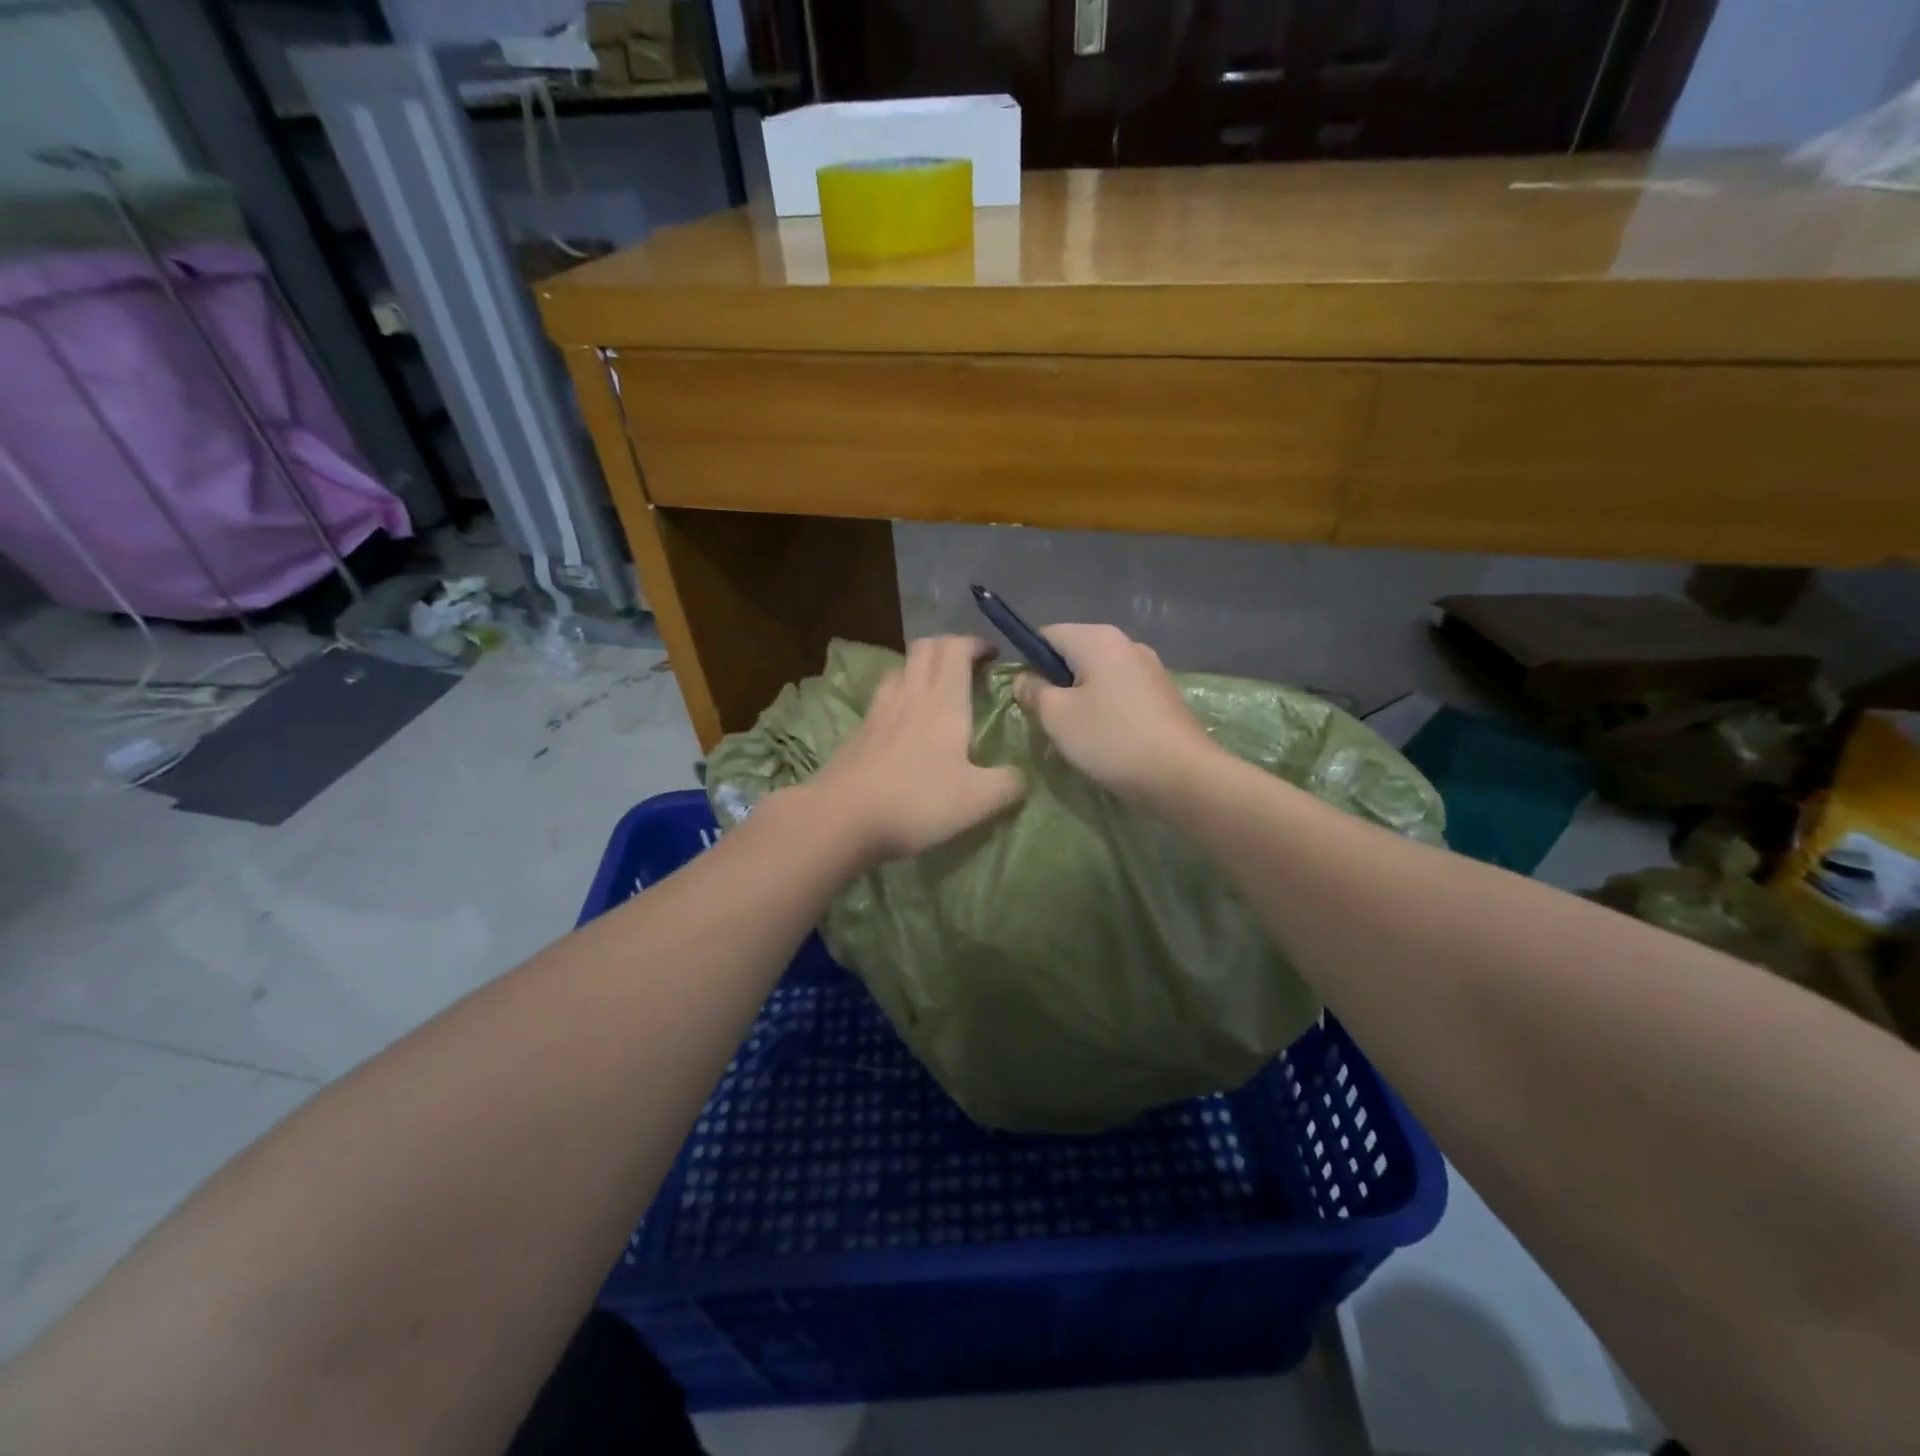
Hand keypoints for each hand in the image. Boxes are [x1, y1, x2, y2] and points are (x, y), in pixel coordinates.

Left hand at [804, 635, 1024, 866]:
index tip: (992, 656)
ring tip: (936, 692)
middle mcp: (910, 694)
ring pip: (901, 669)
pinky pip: (883, 697)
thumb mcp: (978, 800)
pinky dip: (899, 697)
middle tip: (967, 667)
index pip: (956, 648)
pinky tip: (905, 725)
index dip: (975, 643)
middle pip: (925, 648)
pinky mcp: (858, 731)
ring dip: (921, 669)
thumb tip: (1022, 777)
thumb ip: (1008, 784)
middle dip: (948, 647)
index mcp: (944, 700)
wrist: (842, 817)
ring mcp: (878, 710)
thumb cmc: (917, 801)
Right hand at [1012, 623, 1220, 803]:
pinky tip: (1104, 740)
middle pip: (1074, 654)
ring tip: (1075, 736)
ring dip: (1080, 700)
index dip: (1028, 662)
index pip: (1047, 635)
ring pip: (1098, 676)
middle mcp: (1127, 643)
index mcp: (1098, 639)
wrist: (1182, 776)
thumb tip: (1025, 679)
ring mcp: (1150, 669)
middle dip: (1055, 683)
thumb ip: (1033, 691)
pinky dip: (1105, 710)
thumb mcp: (1056, 716)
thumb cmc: (1111, 739)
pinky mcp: (1163, 696)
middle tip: (1046, 721)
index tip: (1026, 697)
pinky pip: (1120, 693)